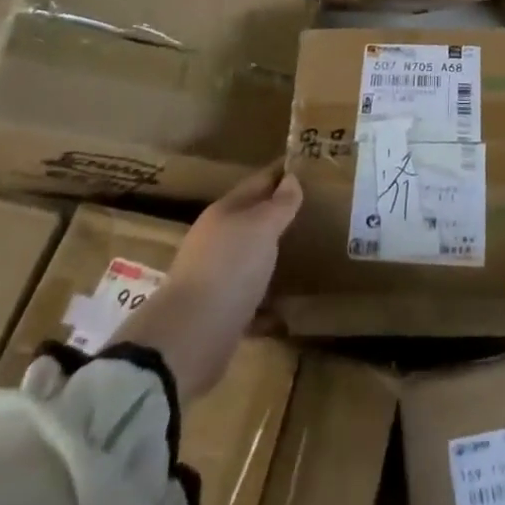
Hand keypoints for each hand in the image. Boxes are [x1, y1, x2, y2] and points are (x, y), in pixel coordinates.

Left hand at [117, 164, 302, 397]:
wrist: (189, 338)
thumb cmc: (229, 267)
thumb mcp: (261, 226)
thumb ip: (279, 204)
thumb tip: (291, 178)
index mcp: (225, 212)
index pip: (258, 182)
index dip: (282, 173)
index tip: (308, 166)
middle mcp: (217, 240)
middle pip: (252, 220)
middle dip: (279, 215)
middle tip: (315, 210)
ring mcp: (215, 277)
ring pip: (251, 258)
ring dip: (272, 256)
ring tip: (306, 254)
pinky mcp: (219, 313)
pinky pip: (251, 298)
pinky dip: (268, 300)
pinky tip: (289, 304)